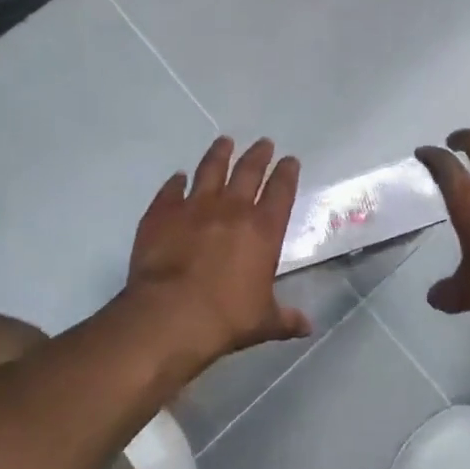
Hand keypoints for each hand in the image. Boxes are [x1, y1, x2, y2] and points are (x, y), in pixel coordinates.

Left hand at [121, 137, 308, 373]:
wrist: (170, 316)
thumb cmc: (226, 318)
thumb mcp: (264, 322)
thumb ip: (286, 319)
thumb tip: (307, 326)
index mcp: (263, 229)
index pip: (281, 191)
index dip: (287, 173)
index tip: (290, 160)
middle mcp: (232, 209)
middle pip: (249, 171)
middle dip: (259, 155)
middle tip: (264, 143)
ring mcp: (194, 206)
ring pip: (210, 169)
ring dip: (219, 154)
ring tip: (224, 141)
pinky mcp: (162, 213)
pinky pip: (171, 190)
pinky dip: (176, 182)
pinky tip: (178, 177)